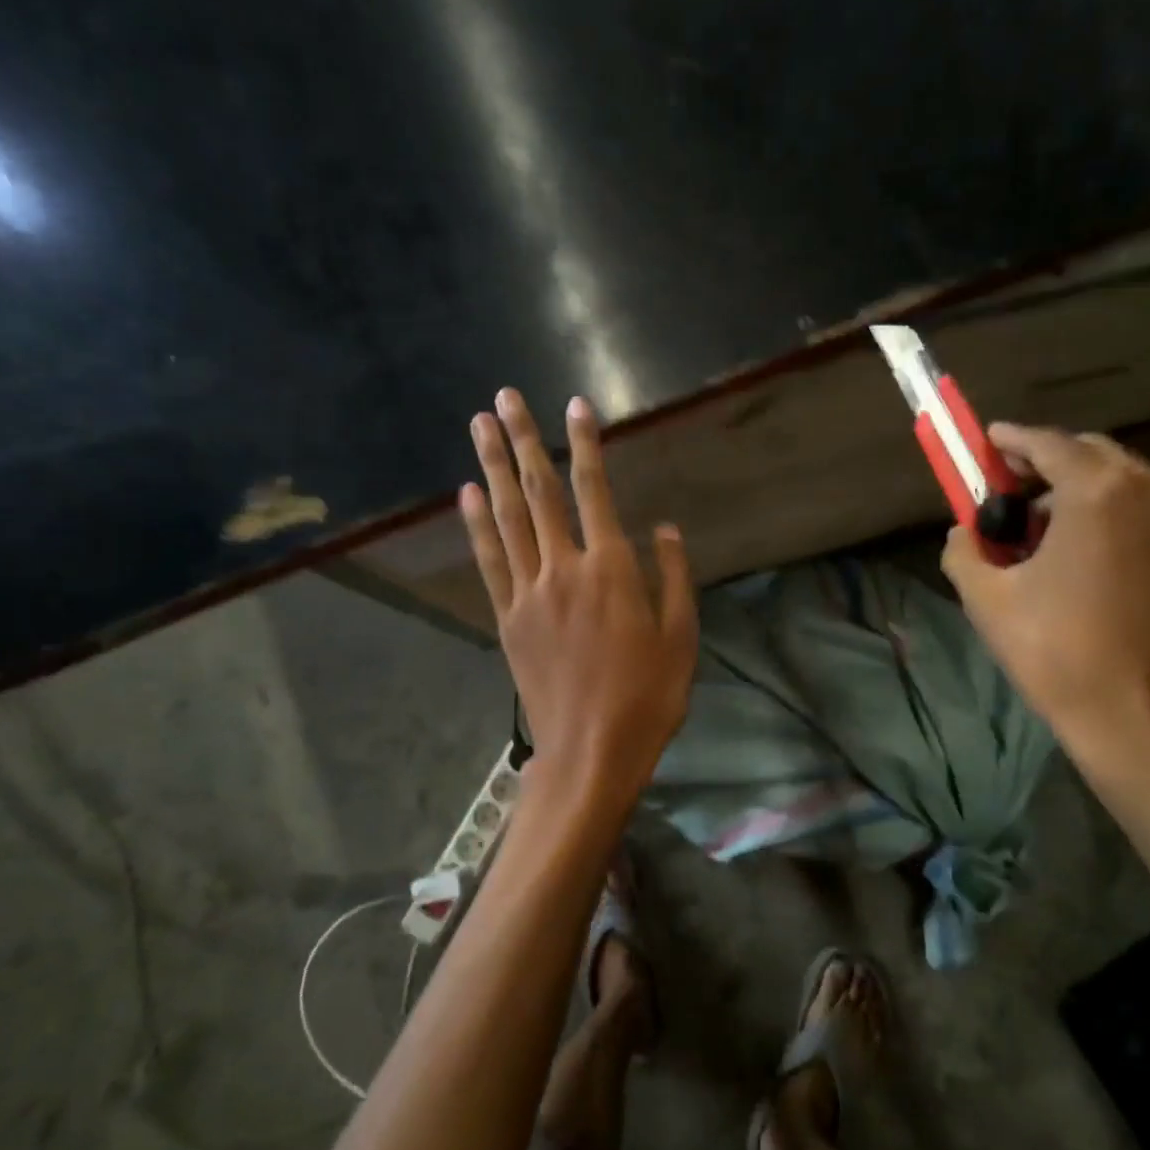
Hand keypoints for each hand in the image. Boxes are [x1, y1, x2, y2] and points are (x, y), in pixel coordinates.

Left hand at [461, 389, 696, 810]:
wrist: (591, 752)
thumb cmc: (648, 697)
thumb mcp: (681, 637)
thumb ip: (673, 576)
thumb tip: (663, 527)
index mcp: (611, 570)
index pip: (595, 491)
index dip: (584, 445)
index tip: (576, 405)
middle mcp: (564, 569)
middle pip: (539, 493)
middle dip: (523, 440)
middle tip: (505, 397)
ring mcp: (529, 593)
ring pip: (507, 517)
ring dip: (492, 467)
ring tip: (478, 424)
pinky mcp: (507, 618)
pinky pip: (489, 561)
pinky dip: (477, 524)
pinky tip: (467, 493)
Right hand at [942, 424, 1149, 772]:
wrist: (1136, 714)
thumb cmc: (1054, 650)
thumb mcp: (986, 598)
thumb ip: (965, 549)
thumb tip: (965, 531)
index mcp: (1098, 492)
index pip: (1047, 444)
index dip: (1011, 440)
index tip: (986, 441)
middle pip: (1087, 452)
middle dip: (1044, 462)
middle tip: (1006, 487)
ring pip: (1118, 477)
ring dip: (1075, 486)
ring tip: (1037, 523)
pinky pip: (1141, 503)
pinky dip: (1105, 507)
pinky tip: (1075, 542)